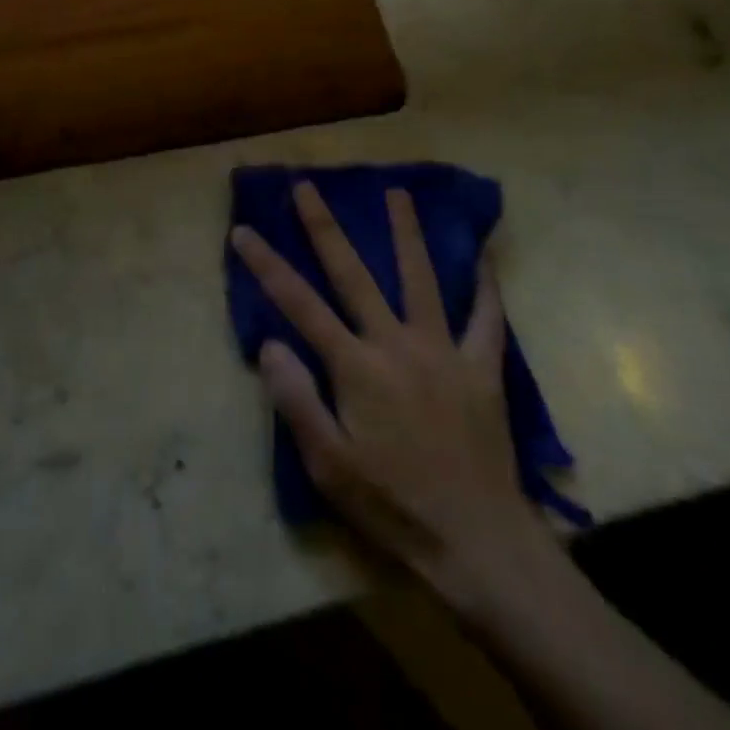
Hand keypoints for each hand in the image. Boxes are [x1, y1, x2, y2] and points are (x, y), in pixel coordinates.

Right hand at [231, 183, 558, 614]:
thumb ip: (296, 399)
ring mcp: (444, 352)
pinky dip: (485, 287)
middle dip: (325, 227)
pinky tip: (484, 257)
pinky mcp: (482, 369)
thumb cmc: (393, 505)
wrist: (479, 544)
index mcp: (356, 367)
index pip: (299, 304)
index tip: (243, 230)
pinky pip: (486, 319)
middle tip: (308, 186)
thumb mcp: (328, 465)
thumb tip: (270, 343)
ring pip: (421, 279)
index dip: (267, 264)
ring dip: (406, 232)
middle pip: (354, 274)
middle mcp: (397, 345)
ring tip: (397, 191)